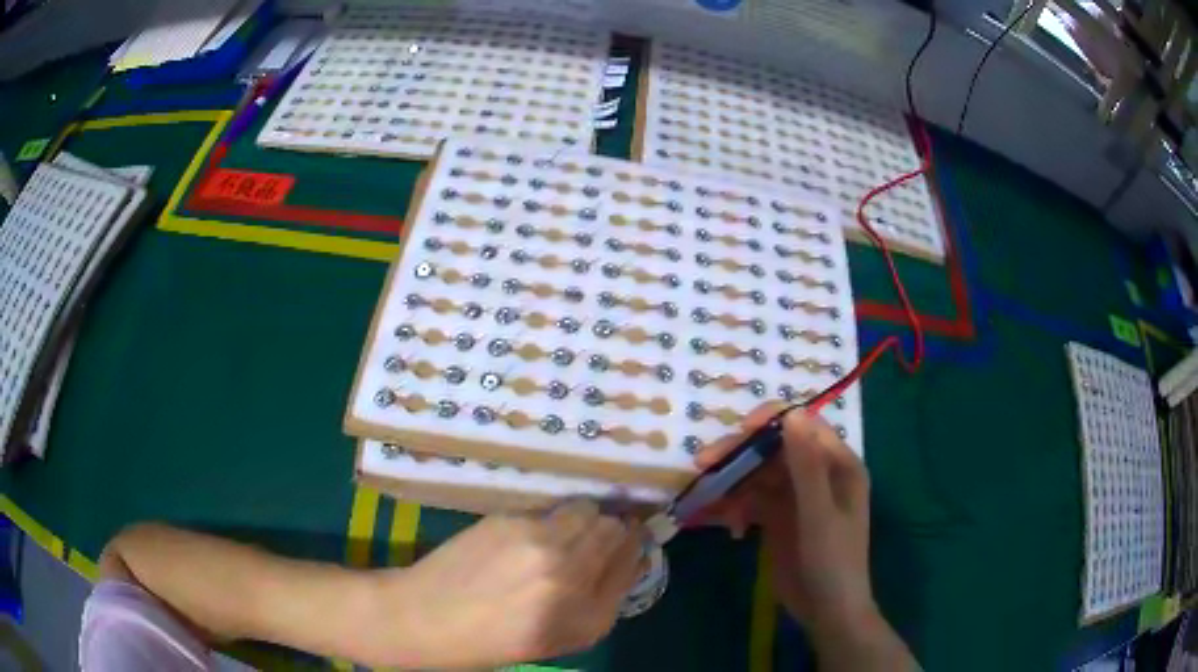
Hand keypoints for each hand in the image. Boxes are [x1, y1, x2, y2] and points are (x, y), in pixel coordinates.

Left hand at [377, 500, 643, 668]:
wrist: (426, 616)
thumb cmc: (494, 639)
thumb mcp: (562, 638)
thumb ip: (603, 599)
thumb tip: (632, 555)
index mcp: (586, 615)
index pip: (633, 560)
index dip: (634, 547)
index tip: (630, 543)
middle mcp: (570, 572)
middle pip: (615, 527)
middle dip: (613, 530)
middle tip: (596, 541)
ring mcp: (538, 540)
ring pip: (586, 509)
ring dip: (584, 519)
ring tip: (563, 535)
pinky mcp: (508, 518)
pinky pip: (550, 510)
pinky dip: (551, 518)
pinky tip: (528, 538)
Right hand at [694, 402, 873, 636]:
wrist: (827, 611)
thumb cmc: (833, 561)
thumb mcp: (819, 515)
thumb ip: (806, 467)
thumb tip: (792, 413)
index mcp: (838, 464)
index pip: (804, 426)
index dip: (772, 422)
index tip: (738, 431)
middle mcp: (817, 474)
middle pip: (774, 449)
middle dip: (741, 454)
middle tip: (704, 463)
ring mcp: (796, 496)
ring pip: (759, 475)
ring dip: (733, 483)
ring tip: (708, 499)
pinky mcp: (778, 517)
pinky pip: (753, 500)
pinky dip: (737, 508)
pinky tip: (730, 528)